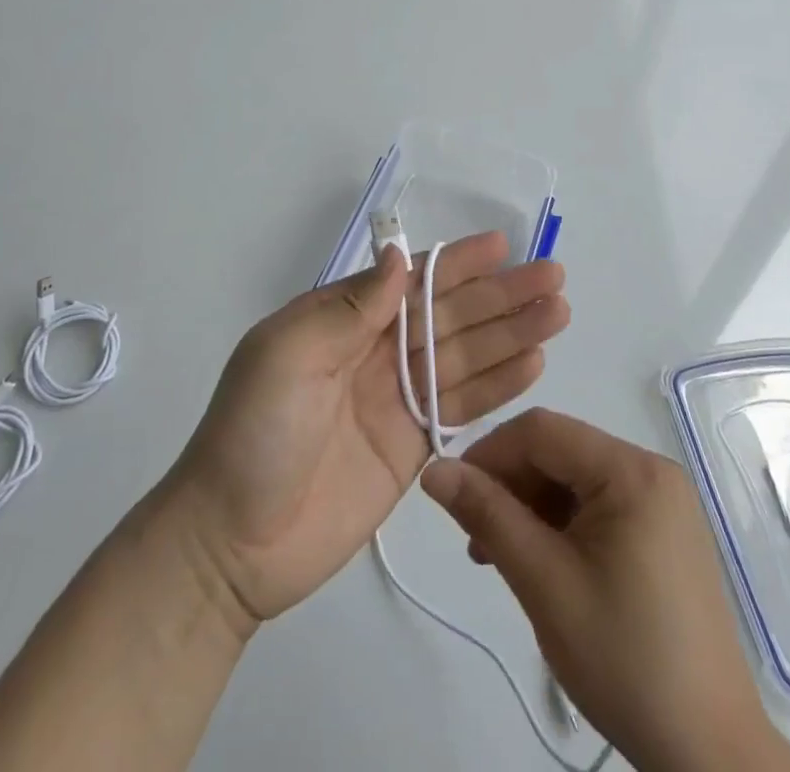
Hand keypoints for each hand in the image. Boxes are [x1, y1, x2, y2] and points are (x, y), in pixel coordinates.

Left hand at [163, 233, 568, 628]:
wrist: (232, 545)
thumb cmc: (253, 433)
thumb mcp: (287, 355)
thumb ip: (349, 308)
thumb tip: (399, 258)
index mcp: (343, 321)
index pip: (411, 281)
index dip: (456, 263)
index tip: (501, 245)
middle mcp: (375, 352)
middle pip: (449, 316)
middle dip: (500, 295)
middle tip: (553, 277)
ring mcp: (397, 399)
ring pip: (465, 357)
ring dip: (511, 334)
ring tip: (557, 312)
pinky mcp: (412, 447)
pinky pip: (462, 407)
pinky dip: (498, 386)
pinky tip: (533, 364)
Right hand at [420, 410, 789, 771]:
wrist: (708, 752)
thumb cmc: (623, 659)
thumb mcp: (544, 583)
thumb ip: (487, 516)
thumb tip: (433, 469)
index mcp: (632, 470)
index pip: (542, 431)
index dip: (490, 452)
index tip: (453, 494)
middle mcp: (651, 470)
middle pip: (559, 451)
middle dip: (509, 484)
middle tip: (474, 536)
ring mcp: (662, 501)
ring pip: (574, 478)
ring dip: (530, 506)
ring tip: (497, 555)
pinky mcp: (663, 531)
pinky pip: (597, 504)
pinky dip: (560, 523)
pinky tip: (538, 560)